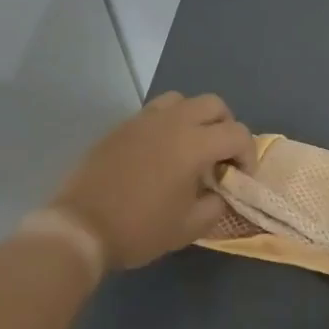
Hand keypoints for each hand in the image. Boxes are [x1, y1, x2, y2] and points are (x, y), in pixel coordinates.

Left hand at [47, 92, 254, 270]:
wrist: (81, 227)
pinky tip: (161, 152)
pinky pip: (155, 111)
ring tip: (191, 147)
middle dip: (226, 127)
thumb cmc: (139, 229)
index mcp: (194, 144)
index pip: (237, 133)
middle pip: (214, 104)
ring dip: (196, 118)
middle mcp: (173, 121)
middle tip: (221, 157)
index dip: (248, 154)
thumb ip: (216, 204)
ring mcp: (144, 119)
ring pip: (183, 100)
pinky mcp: (123, 126)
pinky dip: (169, 123)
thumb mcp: (188, 227)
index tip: (240, 177)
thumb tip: (221, 191)